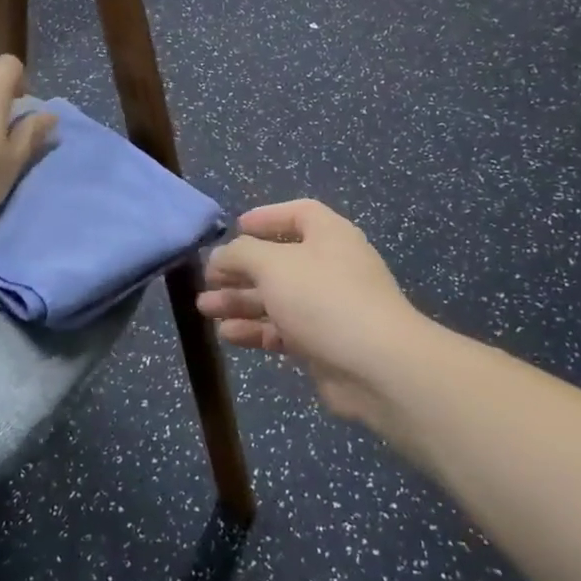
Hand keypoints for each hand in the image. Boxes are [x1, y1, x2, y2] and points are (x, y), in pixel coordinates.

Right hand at [198, 200, 422, 420]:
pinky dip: (255, 329)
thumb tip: (220, 255)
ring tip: (204, 308)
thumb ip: (240, 254)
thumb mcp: (273, 265)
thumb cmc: (323, 299)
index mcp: (329, 235)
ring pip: (276, 298)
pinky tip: (227, 334)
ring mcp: (328, 307)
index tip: (234, 228)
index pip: (298, 213)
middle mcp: (330, 266)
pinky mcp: (323, 343)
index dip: (266, 217)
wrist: (376, 367)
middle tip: (206, 278)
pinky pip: (282, 329)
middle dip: (240, 269)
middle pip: (279, 260)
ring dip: (240, 301)